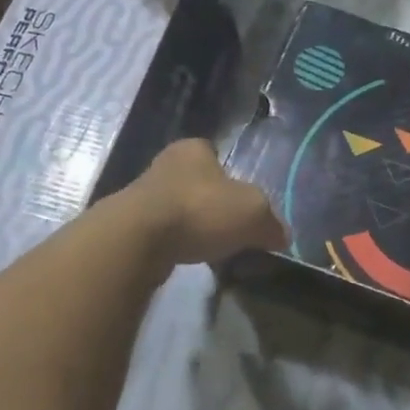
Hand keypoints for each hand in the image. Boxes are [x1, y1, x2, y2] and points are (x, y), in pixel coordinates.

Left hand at [125, 139, 286, 266]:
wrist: (137, 241)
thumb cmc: (200, 210)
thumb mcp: (254, 213)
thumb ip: (271, 223)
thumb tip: (282, 236)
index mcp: (193, 149)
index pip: (215, 154)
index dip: (231, 176)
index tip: (241, 201)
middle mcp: (164, 165)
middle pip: (197, 183)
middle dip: (212, 204)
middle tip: (231, 228)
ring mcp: (141, 196)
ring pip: (178, 209)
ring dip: (193, 226)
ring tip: (212, 250)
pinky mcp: (128, 227)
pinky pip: (162, 235)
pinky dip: (176, 245)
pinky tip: (189, 260)